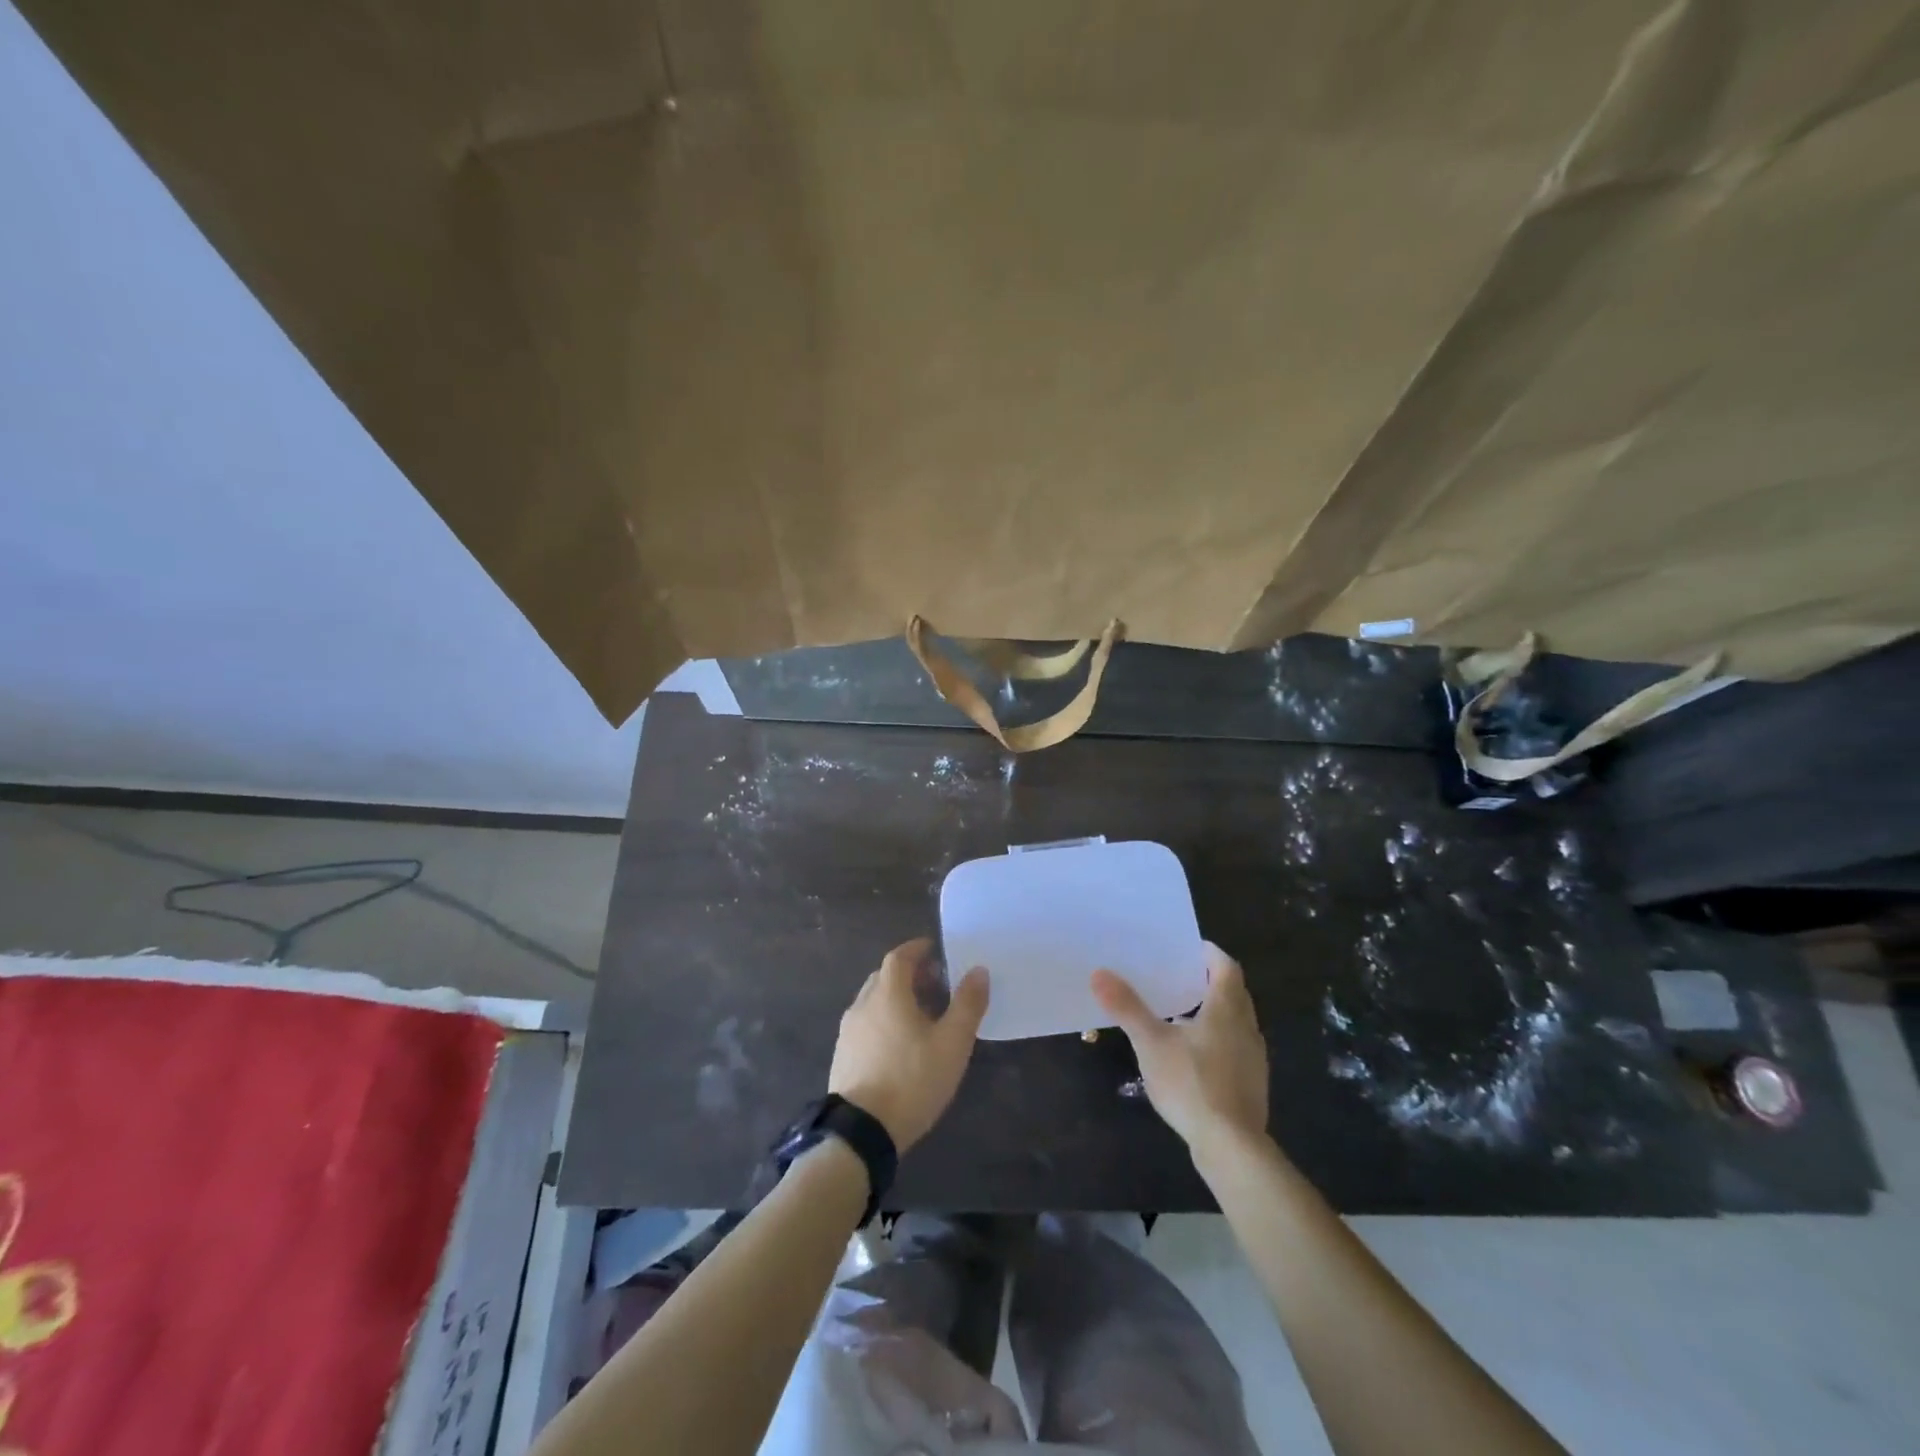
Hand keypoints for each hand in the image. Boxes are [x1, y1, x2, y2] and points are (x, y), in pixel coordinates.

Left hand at [829, 938, 988, 1153]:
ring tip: (921, 1017)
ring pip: (873, 1001)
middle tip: (935, 985)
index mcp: (888, 994)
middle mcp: (863, 1004)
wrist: (860, 1132)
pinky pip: (866, 1024)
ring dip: (896, 999)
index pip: (899, 957)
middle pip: (884, 977)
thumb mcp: (952, 1043)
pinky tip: (899, 1046)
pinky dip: (884, 1020)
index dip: (917, 949)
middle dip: (909, 974)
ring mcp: (848, 1032)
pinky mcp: (843, 1056)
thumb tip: (978, 970)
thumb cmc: (911, 1080)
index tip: (935, 950)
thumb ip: (967, 1004)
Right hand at [1092, 943, 1268, 1159]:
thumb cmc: (1192, 1084)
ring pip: (1236, 1021)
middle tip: (1178, 975)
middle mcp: (1246, 1027)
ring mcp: (1253, 1057)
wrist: (1231, 1147)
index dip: (1210, 953)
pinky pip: (1235, 1047)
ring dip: (1214, 1010)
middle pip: (1233, 992)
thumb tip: (1099, 973)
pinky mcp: (1252, 1083)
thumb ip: (1127, 1007)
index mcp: (1226, 1009)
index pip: (1226, 966)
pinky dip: (1217, 1038)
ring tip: (1180, 1012)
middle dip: (1210, 980)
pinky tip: (1192, 1054)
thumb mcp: (1151, 1043)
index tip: (1187, 948)